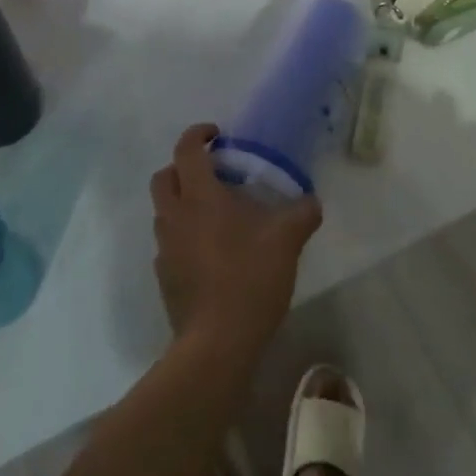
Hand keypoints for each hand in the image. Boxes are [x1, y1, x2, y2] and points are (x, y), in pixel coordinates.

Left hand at [149, 124, 322, 363]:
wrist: (217, 341)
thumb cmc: (250, 278)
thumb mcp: (286, 241)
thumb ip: (302, 214)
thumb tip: (311, 201)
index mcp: (200, 197)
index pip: (186, 150)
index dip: (198, 134)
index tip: (217, 135)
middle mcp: (175, 216)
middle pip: (164, 177)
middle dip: (182, 167)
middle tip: (212, 173)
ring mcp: (164, 247)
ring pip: (164, 211)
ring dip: (182, 201)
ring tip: (216, 214)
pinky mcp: (164, 275)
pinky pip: (169, 242)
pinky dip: (183, 235)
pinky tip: (211, 252)